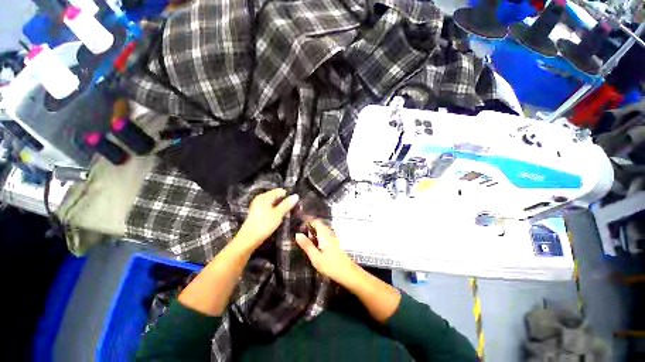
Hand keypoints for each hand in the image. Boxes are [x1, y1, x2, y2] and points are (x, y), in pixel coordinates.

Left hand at [236, 188, 298, 248]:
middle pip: (276, 196)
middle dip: (284, 202)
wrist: (248, 239)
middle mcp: (260, 198)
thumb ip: (287, 204)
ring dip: (280, 207)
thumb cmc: (264, 225)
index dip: (288, 196)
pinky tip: (277, 218)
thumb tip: (296, 195)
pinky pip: (269, 207)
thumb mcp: (278, 214)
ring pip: (273, 202)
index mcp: (265, 196)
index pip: (280, 191)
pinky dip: (274, 211)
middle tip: (290, 210)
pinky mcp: (257, 212)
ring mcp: (257, 205)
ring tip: (285, 215)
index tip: (293, 204)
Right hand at [295, 220, 359, 287]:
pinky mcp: (337, 245)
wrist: (348, 273)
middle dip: (311, 229)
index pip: (317, 222)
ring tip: (309, 244)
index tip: (301, 229)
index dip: (309, 222)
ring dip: (315, 235)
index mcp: (325, 235)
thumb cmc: (331, 266)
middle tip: (303, 238)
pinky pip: (327, 237)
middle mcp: (330, 234)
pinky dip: (320, 240)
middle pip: (320, 226)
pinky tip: (318, 250)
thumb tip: (298, 234)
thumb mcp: (316, 257)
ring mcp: (335, 239)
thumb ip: (307, 245)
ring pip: (323, 232)